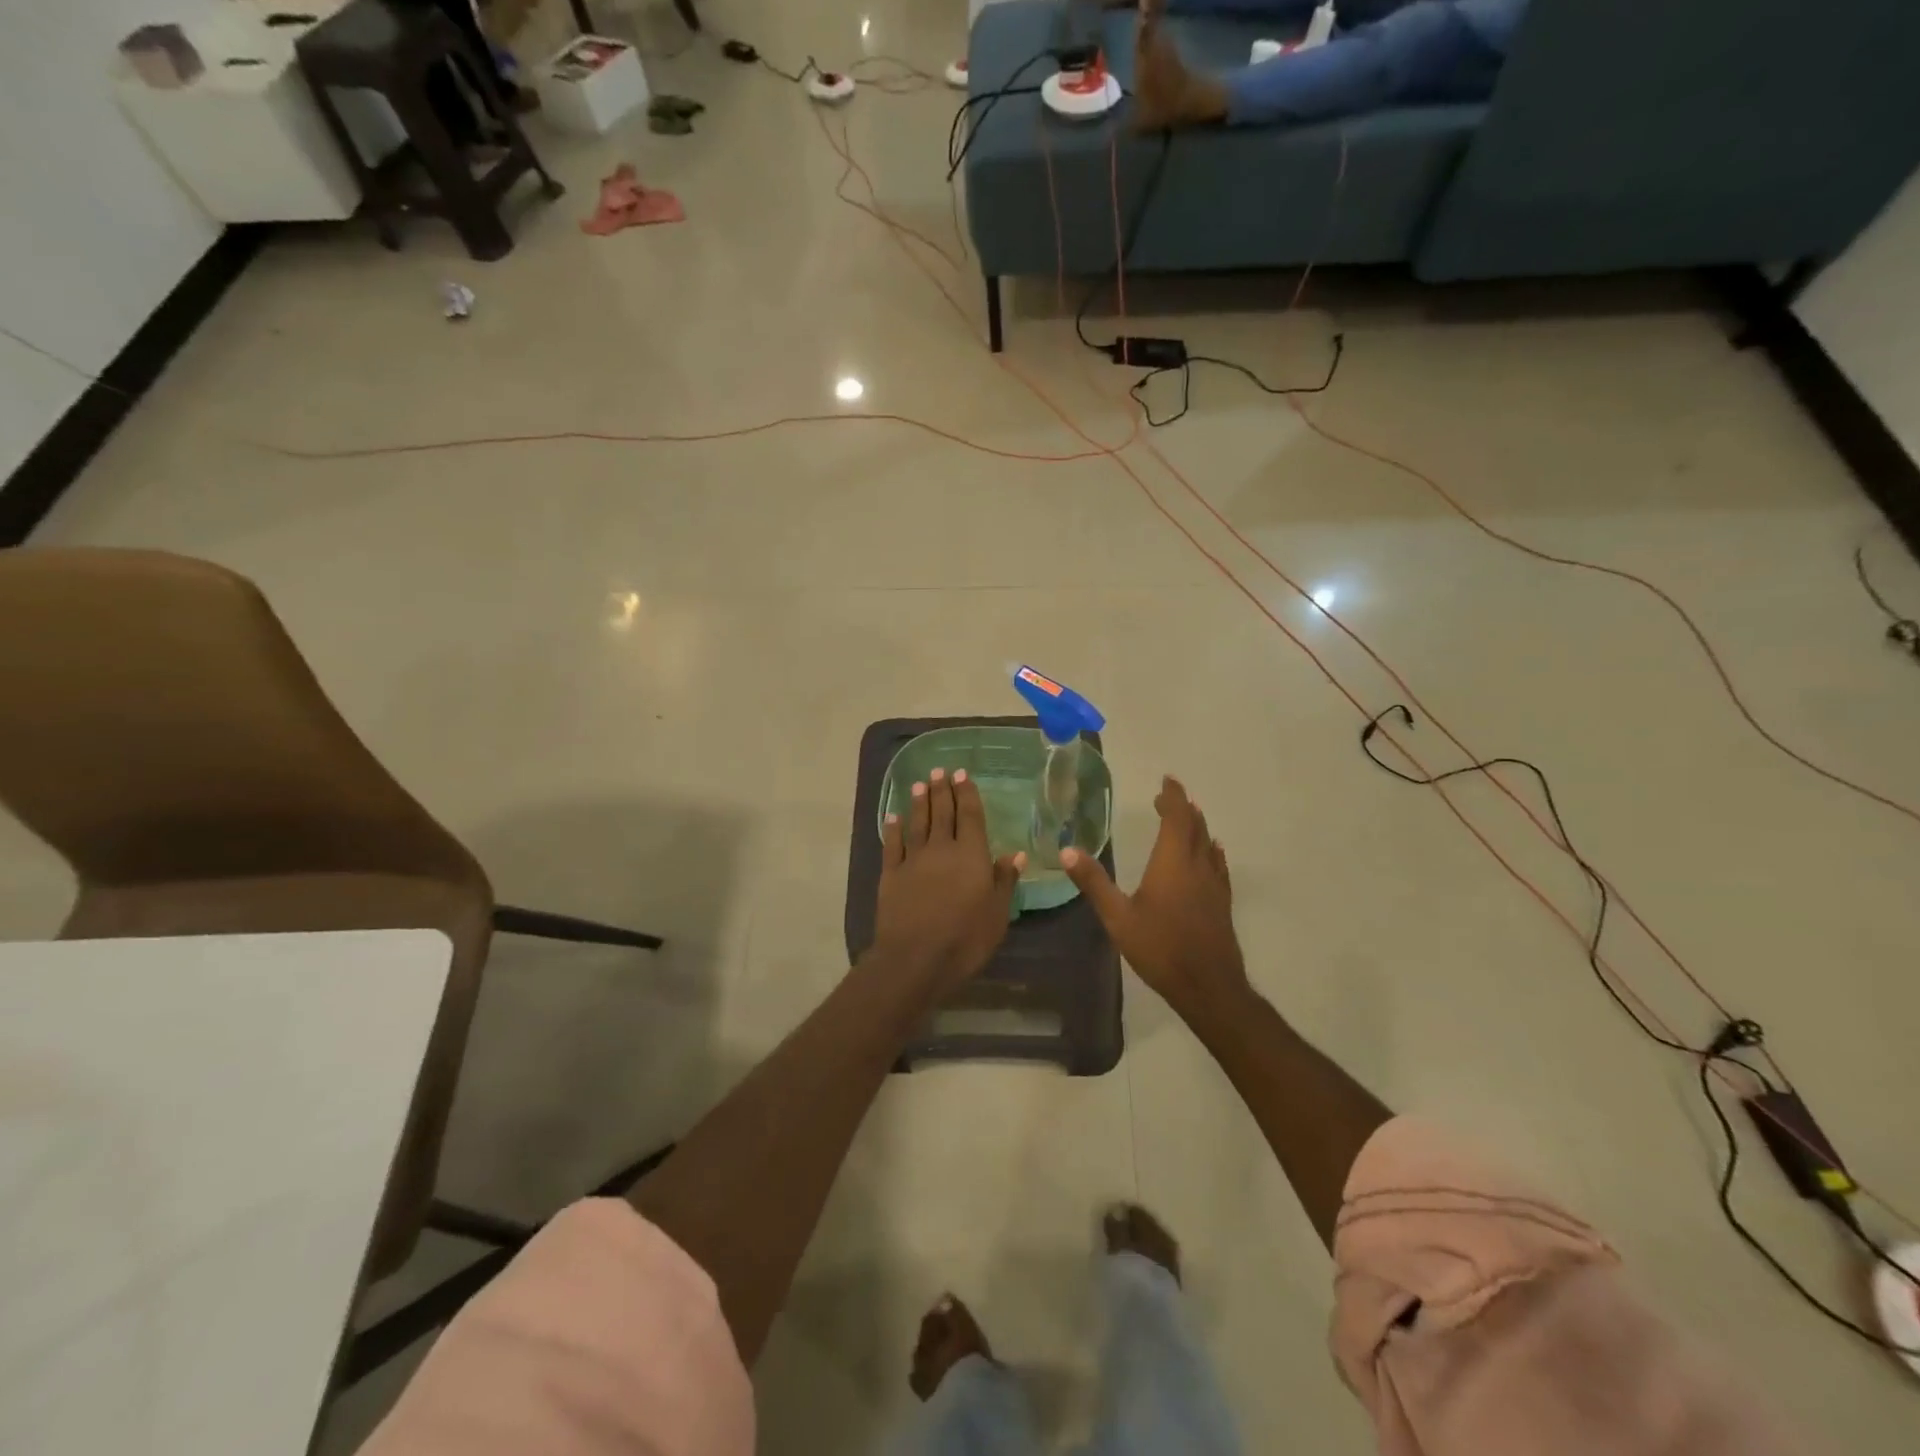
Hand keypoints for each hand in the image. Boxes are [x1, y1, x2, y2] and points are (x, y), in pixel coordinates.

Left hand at [871, 768, 1024, 995]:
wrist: (915, 958)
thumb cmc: (965, 938)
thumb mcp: (997, 913)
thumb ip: (1004, 880)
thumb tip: (1015, 853)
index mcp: (971, 855)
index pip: (970, 816)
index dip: (966, 793)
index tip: (962, 774)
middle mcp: (942, 849)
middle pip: (942, 813)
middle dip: (942, 790)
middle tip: (940, 771)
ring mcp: (913, 860)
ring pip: (917, 823)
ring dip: (919, 802)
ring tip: (919, 784)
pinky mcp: (891, 874)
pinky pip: (892, 844)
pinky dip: (893, 828)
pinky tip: (893, 816)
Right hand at [1061, 776, 1246, 1013]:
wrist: (1208, 986)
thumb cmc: (1160, 948)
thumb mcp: (1118, 917)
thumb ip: (1094, 882)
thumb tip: (1067, 851)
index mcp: (1173, 863)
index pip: (1177, 818)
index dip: (1173, 797)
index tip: (1166, 781)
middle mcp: (1197, 866)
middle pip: (1195, 827)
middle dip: (1182, 808)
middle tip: (1167, 797)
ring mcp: (1214, 885)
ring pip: (1208, 844)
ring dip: (1197, 826)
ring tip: (1186, 817)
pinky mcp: (1222, 902)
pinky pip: (1217, 864)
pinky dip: (1210, 850)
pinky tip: (1212, 853)